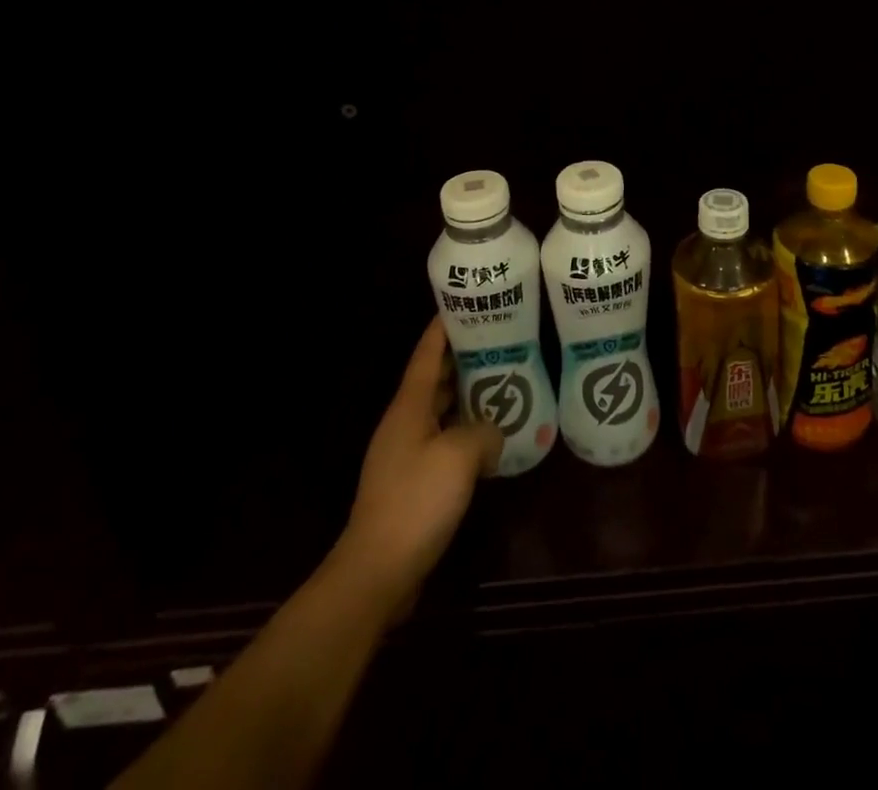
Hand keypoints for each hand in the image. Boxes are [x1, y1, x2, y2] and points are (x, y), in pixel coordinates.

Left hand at [337, 318, 501, 612]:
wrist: (377, 571)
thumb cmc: (417, 501)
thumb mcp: (460, 456)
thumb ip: (483, 432)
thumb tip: (492, 433)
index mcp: (408, 408)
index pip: (425, 356)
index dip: (441, 330)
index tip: (460, 306)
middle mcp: (403, 425)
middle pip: (432, 381)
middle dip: (460, 360)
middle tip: (496, 343)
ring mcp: (404, 456)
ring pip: (438, 413)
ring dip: (464, 398)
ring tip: (500, 385)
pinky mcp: (410, 485)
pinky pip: (441, 444)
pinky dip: (462, 434)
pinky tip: (488, 442)